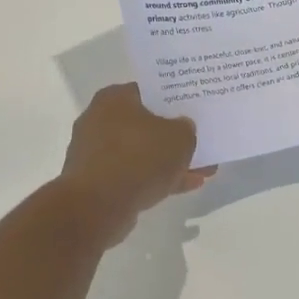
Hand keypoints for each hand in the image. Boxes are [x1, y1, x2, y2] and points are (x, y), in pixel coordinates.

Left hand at [58, 84, 214, 244]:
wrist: (97, 206)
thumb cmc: (139, 158)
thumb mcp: (180, 137)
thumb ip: (186, 129)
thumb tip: (182, 128)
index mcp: (114, 98)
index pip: (149, 92)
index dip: (174, 101)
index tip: (193, 111)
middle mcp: (99, 120)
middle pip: (146, 125)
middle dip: (174, 138)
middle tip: (200, 143)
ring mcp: (96, 153)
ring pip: (142, 153)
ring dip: (169, 162)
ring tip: (202, 171)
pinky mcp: (97, 182)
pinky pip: (134, 175)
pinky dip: (157, 179)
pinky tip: (186, 186)